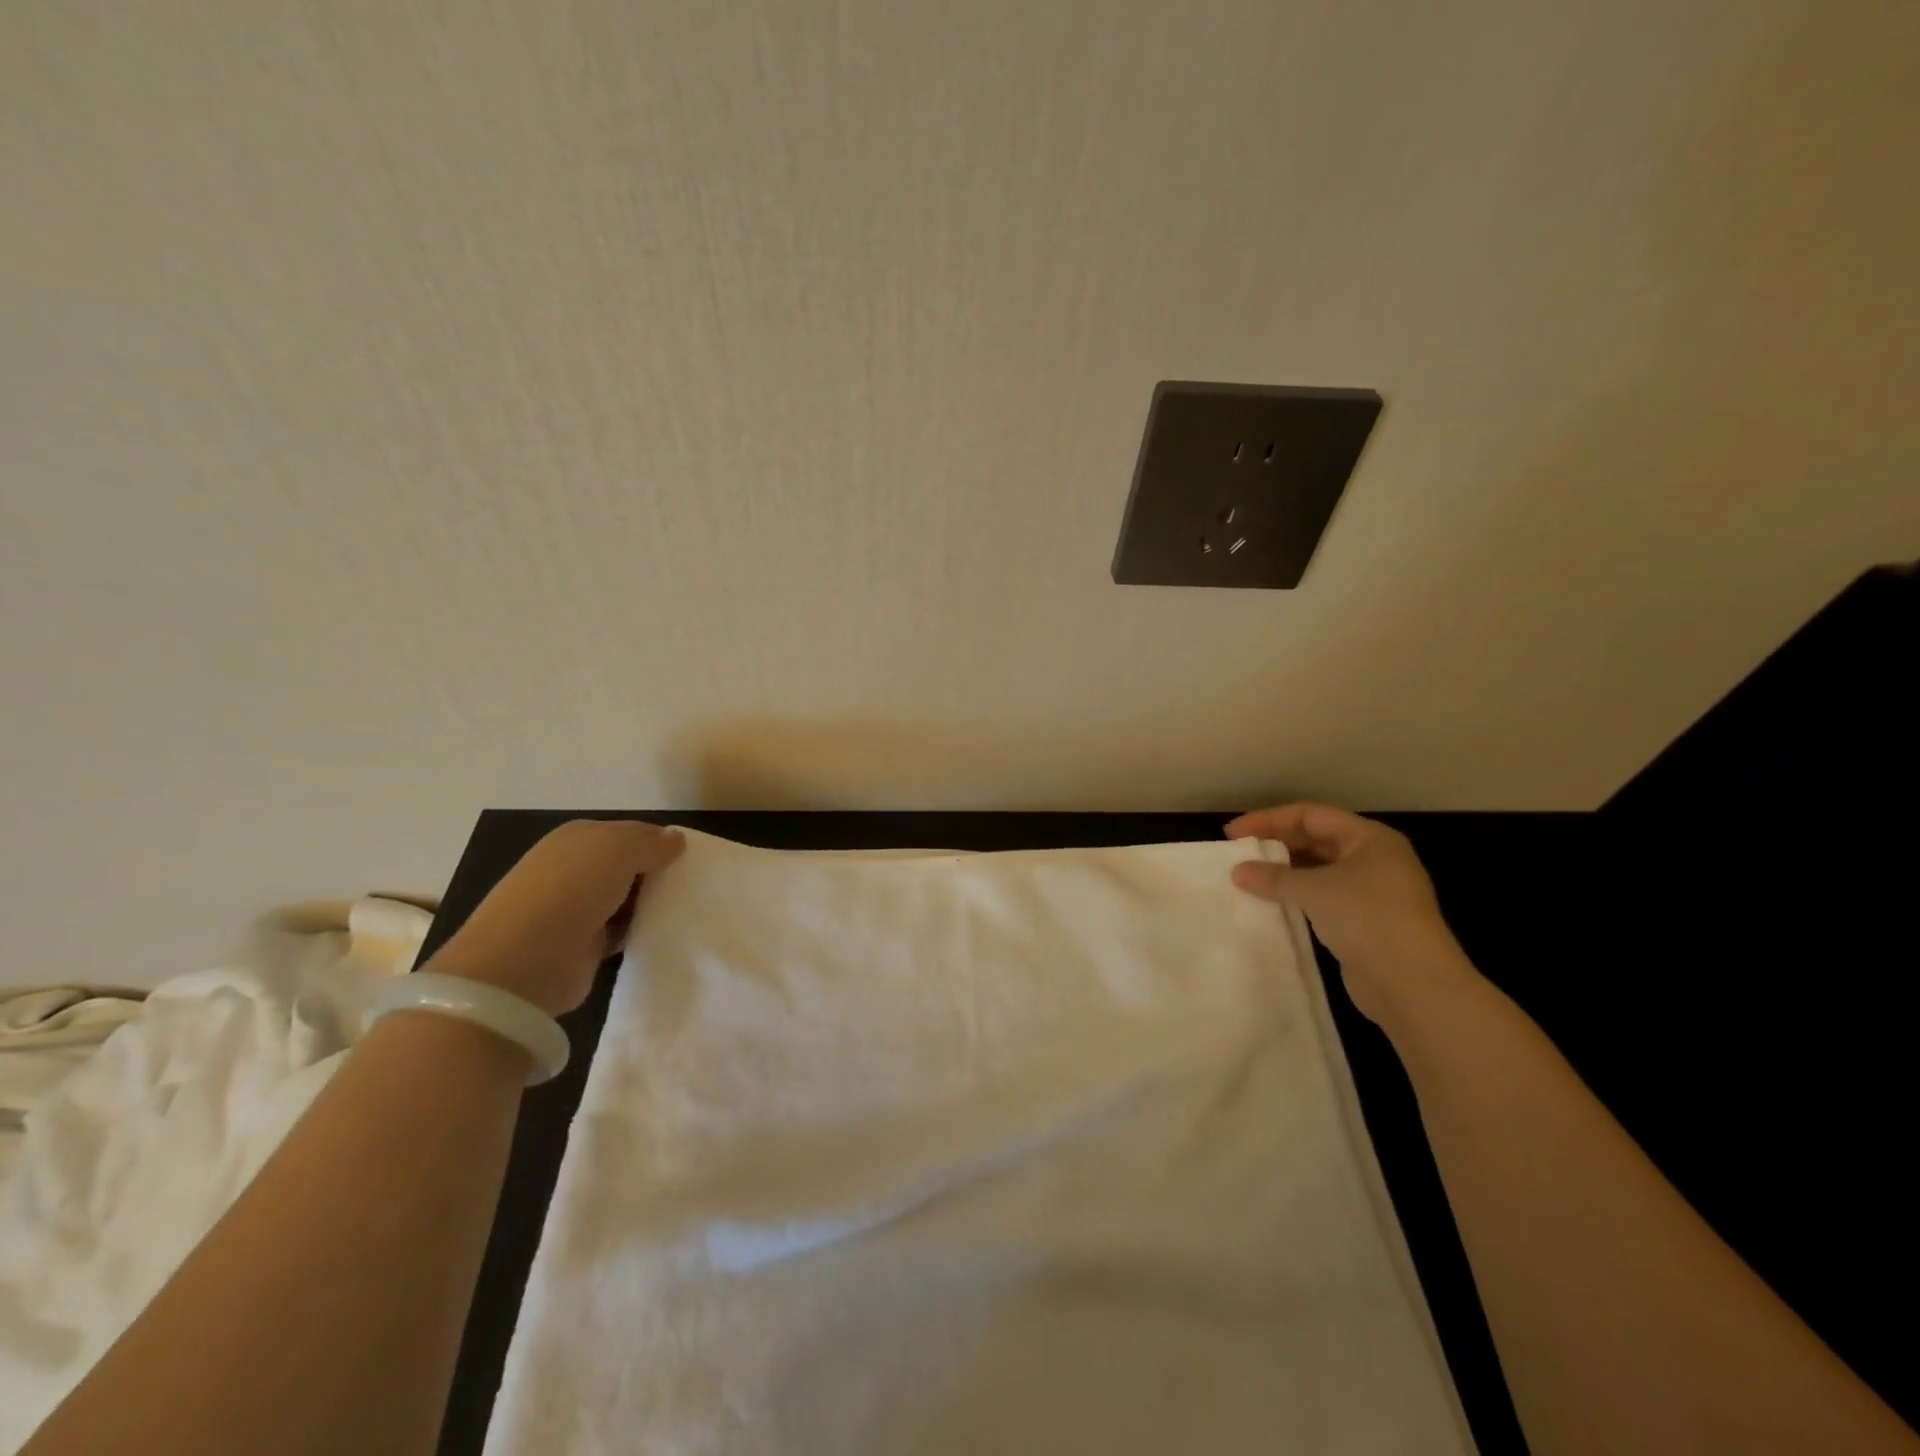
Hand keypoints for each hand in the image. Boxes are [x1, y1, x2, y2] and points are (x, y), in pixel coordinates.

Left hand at [427, 820, 683, 1016]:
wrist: (524, 961)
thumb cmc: (573, 888)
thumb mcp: (620, 848)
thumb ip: (652, 842)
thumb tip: (676, 839)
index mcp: (578, 837)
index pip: (631, 831)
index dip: (661, 841)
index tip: (691, 857)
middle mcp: (575, 868)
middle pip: (630, 866)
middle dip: (658, 874)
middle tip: (695, 884)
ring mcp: (577, 908)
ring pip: (627, 899)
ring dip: (652, 904)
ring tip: (689, 910)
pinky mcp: (583, 945)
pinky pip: (623, 931)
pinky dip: (641, 932)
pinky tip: (666, 933)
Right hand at [1226, 803, 1475, 1024]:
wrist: (1413, 984)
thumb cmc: (1367, 918)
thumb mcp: (1315, 890)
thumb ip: (1273, 877)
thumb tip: (1238, 871)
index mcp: (1369, 838)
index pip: (1310, 815)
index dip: (1268, 820)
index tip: (1233, 834)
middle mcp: (1374, 858)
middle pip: (1316, 839)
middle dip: (1276, 844)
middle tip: (1239, 854)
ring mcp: (1372, 891)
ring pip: (1319, 870)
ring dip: (1285, 872)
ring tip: (1249, 878)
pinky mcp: (1366, 921)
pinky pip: (1323, 897)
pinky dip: (1297, 896)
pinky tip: (1272, 904)